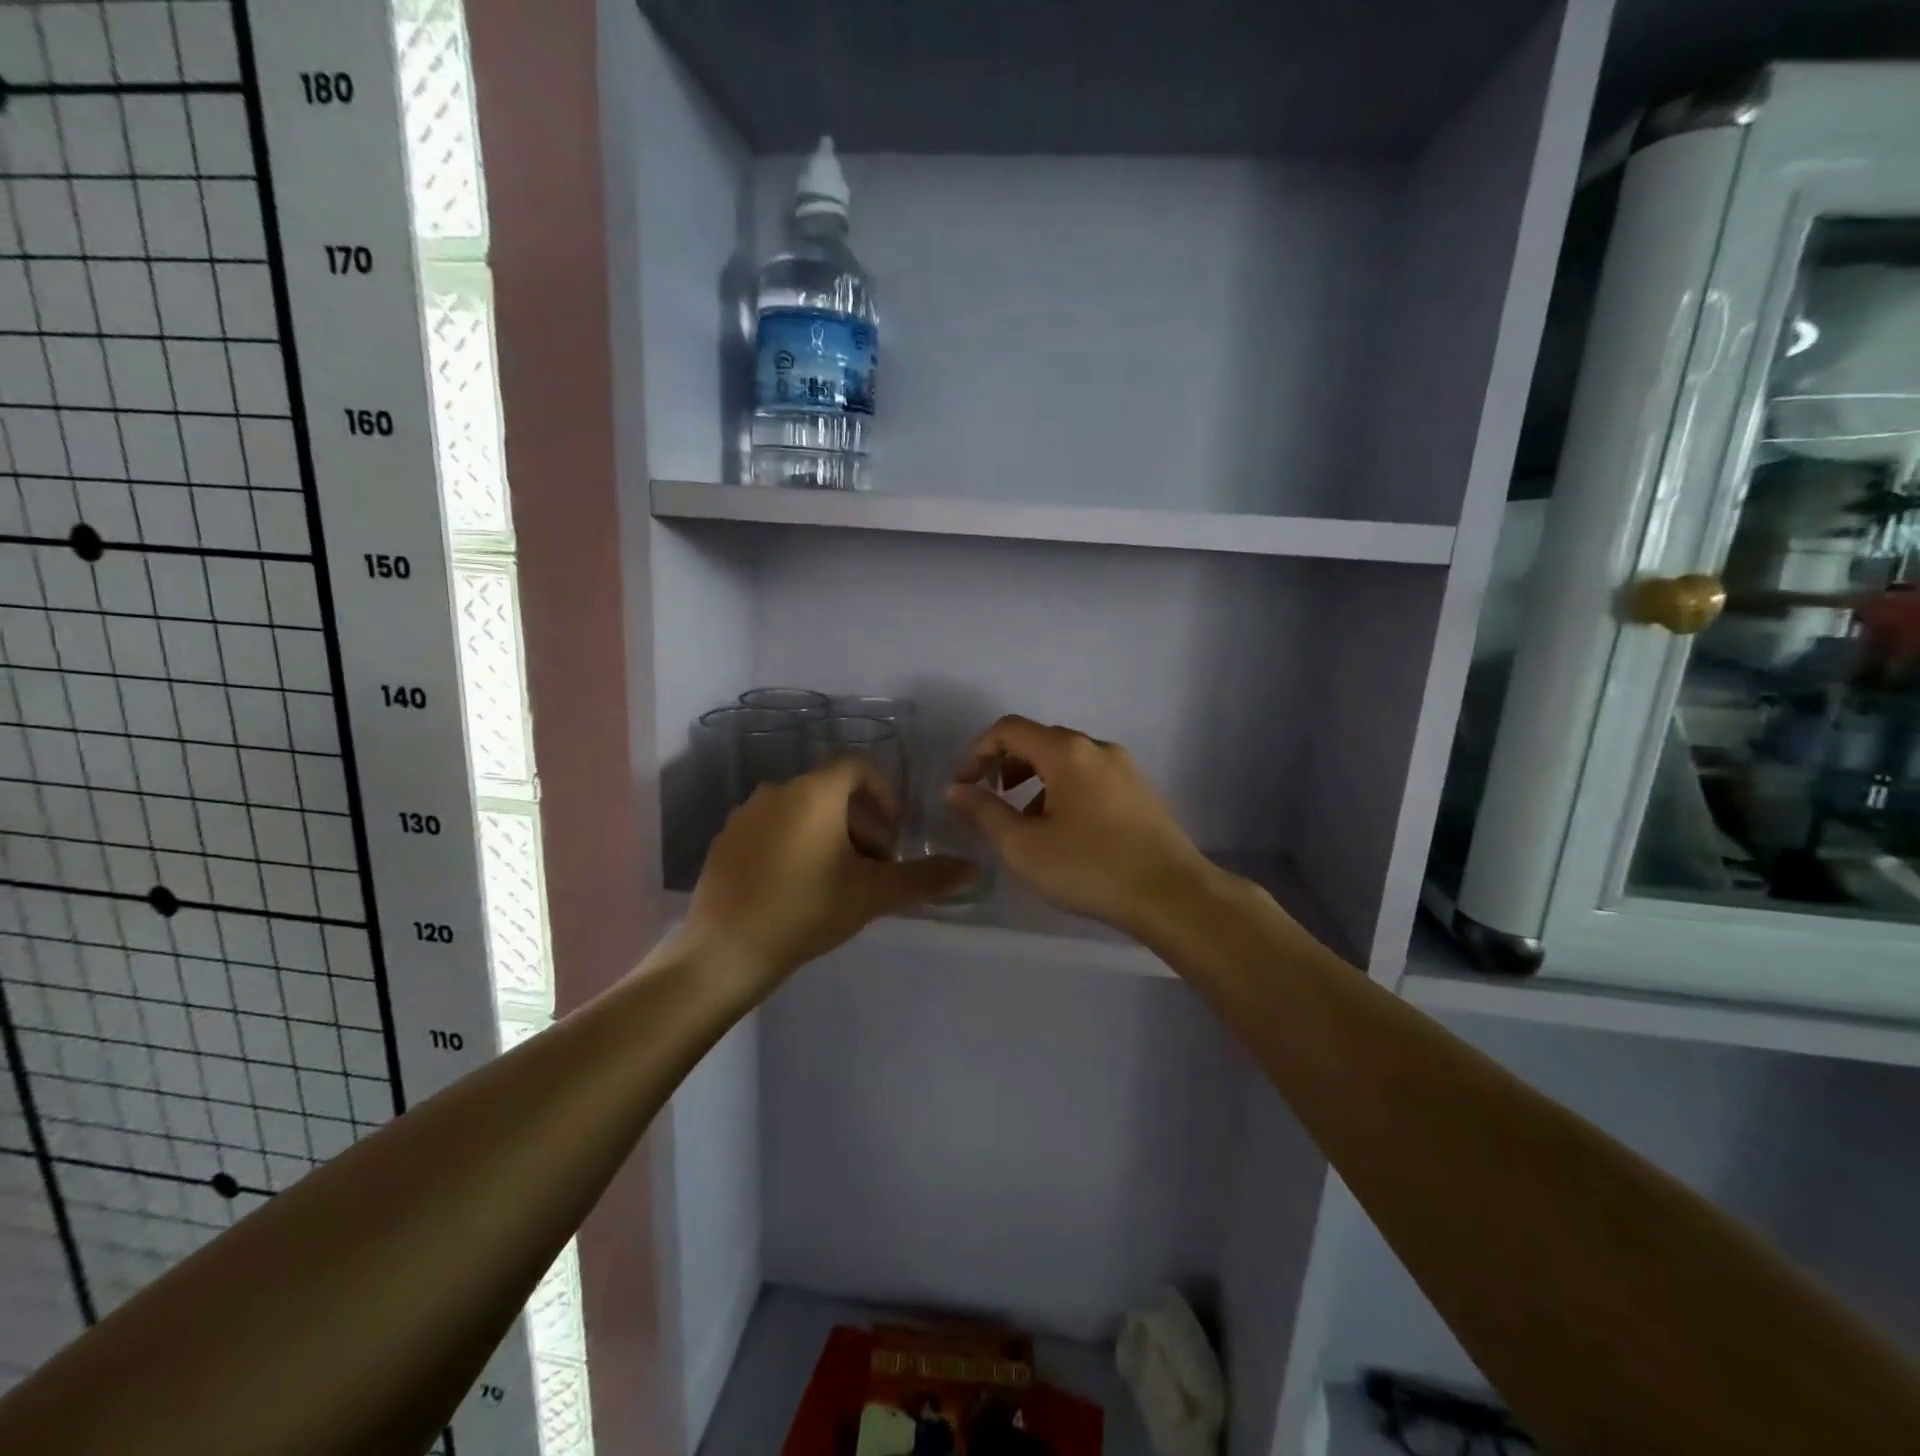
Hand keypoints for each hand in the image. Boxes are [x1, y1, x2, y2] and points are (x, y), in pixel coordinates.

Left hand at [682, 757, 973, 992]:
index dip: (884, 792)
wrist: (723, 952)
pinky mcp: (725, 841)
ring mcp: (745, 815)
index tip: (894, 832)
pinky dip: (795, 844)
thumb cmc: (806, 911)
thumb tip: (972, 868)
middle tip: (875, 865)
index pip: (858, 765)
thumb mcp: (873, 894)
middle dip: (861, 822)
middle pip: (832, 791)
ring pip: (802, 811)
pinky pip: (772, 829)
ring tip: (840, 880)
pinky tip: (798, 888)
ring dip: (830, 835)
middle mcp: (777, 791)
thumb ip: (925, 877)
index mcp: (814, 792)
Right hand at [945, 716, 1217, 938]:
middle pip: (1039, 740)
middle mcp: (1097, 748)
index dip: (976, 752)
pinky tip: (1064, 832)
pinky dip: (1063, 790)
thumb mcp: (1024, 845)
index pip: (1008, 729)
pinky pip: (1089, 777)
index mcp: (1067, 751)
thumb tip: (954, 790)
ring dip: (1034, 780)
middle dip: (1006, 765)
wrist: (1173, 895)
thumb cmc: (1090, 867)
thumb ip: (983, 812)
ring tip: (1025, 823)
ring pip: (1066, 760)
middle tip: (990, 800)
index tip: (963, 787)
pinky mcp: (1139, 791)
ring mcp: (1124, 768)